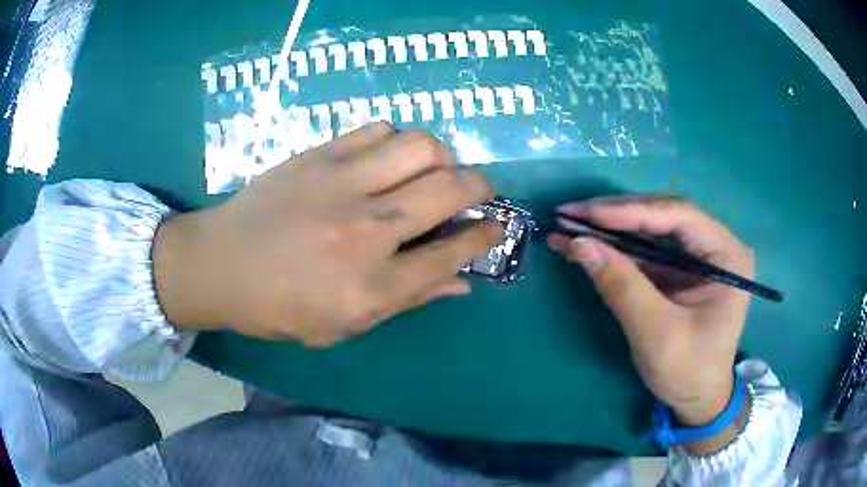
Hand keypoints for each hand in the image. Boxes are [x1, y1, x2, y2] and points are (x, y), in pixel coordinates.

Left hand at [152, 123, 502, 345]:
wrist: (220, 266)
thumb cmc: (278, 308)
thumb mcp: (344, 326)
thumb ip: (407, 302)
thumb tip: (461, 284)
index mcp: (373, 285)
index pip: (452, 253)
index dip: (485, 237)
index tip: (494, 228)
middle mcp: (367, 230)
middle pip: (450, 189)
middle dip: (481, 187)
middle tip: (478, 192)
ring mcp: (342, 184)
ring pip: (422, 146)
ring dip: (442, 156)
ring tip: (433, 170)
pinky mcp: (320, 155)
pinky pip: (379, 129)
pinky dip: (397, 140)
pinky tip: (388, 157)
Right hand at [549, 196, 753, 442]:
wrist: (697, 399)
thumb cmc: (688, 371)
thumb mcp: (657, 333)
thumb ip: (622, 287)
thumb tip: (579, 244)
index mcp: (727, 255)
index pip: (680, 216)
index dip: (633, 212)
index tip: (587, 214)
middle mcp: (715, 245)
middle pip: (663, 215)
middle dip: (616, 214)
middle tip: (571, 214)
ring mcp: (697, 255)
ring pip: (650, 228)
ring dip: (610, 228)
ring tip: (569, 225)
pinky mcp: (679, 269)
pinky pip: (645, 250)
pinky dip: (614, 248)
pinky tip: (584, 245)